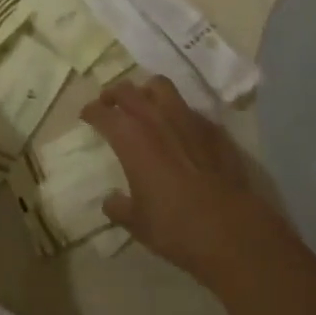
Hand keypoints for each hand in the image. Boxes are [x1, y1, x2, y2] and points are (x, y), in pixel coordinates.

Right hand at [82, 77, 289, 292]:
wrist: (228, 227)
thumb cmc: (174, 226)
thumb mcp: (137, 222)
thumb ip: (119, 208)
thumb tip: (110, 201)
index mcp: (131, 137)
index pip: (103, 113)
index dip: (92, 111)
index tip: (87, 114)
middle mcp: (156, 118)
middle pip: (129, 90)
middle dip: (114, 93)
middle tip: (108, 102)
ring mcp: (187, 118)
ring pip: (161, 87)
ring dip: (146, 91)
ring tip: (143, 103)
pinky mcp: (211, 127)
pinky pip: (188, 109)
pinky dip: (176, 112)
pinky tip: (178, 128)